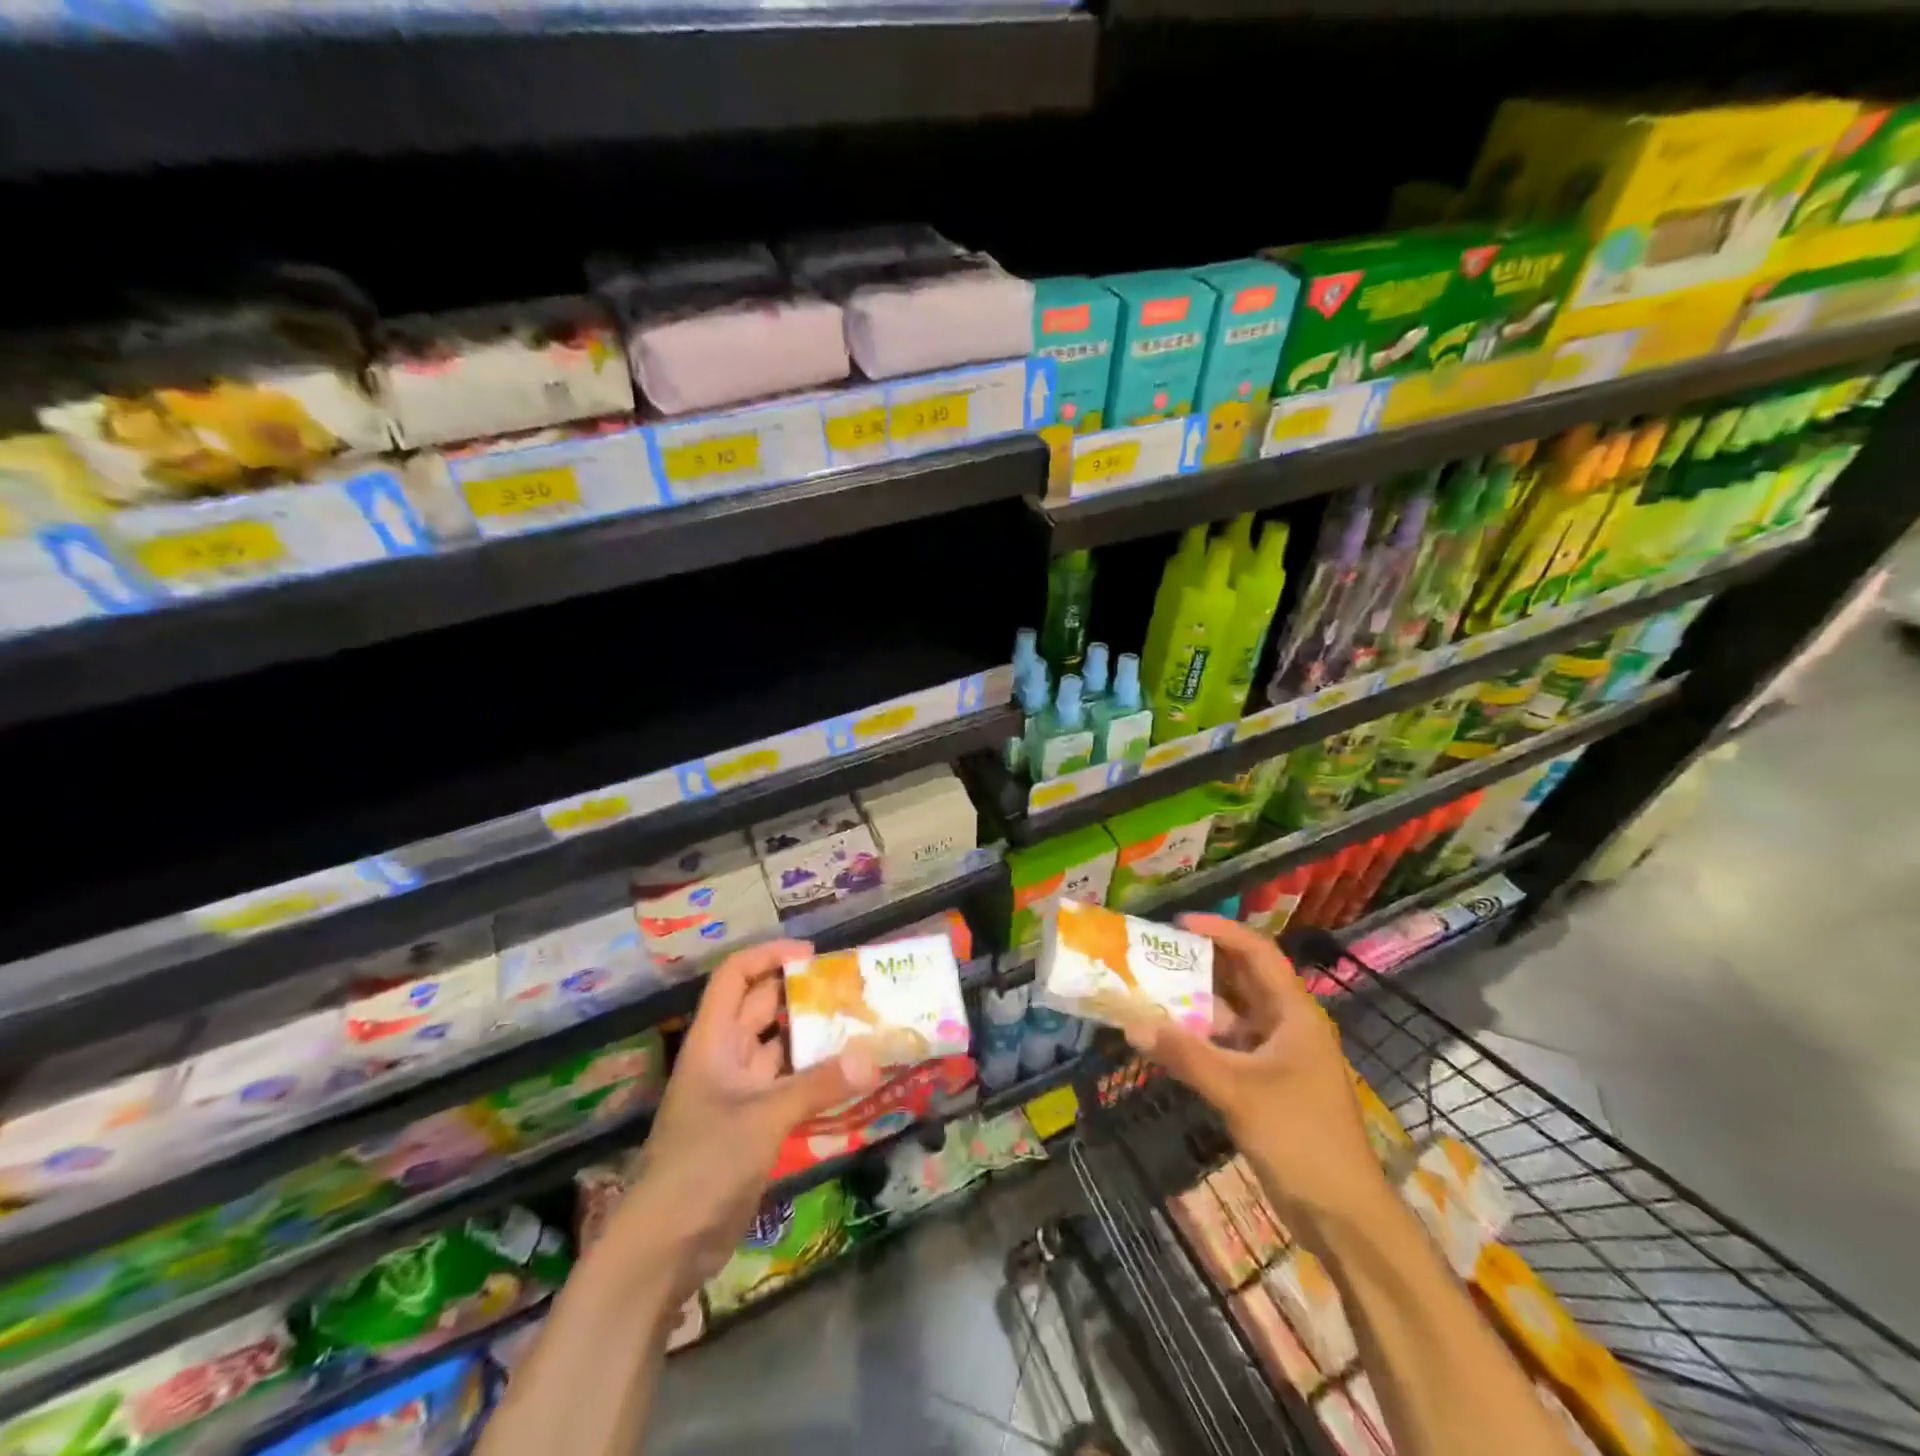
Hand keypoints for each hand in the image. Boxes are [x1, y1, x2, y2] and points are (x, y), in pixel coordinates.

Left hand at [603, 940, 879, 1299]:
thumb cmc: (703, 1165)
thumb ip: (818, 1085)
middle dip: (802, 994)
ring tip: (861, 1025)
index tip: (812, 955)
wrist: (665, 1248)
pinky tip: (851, 1077)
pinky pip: (790, 1087)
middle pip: (762, 1008)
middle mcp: (726, 1058)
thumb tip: (872, 1057)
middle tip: (851, 989)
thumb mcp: (762, 1118)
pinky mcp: (754, 1126)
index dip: (768, 956)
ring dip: (814, 1038)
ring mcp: (739, 1093)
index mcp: (714, 1041)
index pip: (735, 977)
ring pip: (780, 1049)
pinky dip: (816, 1078)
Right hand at [1117, 914, 1388, 1234]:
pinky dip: (1199, 1040)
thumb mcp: (1239, 1091)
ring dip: (1196, 1004)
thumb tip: (1132, 1024)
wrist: (1344, 1217)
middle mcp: (1287, 1026)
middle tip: (1155, 955)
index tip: (1178, 924)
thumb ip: (1185, 1056)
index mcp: (1294, 1014)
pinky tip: (1167, 1041)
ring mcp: (1278, 1057)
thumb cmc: (1301, 1139)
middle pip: (1242, 980)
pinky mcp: (1266, 1085)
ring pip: (1232, 1016)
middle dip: (1201, 964)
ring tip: (1151, 991)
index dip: (1220, 931)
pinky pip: (1227, 1048)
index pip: (1257, 953)